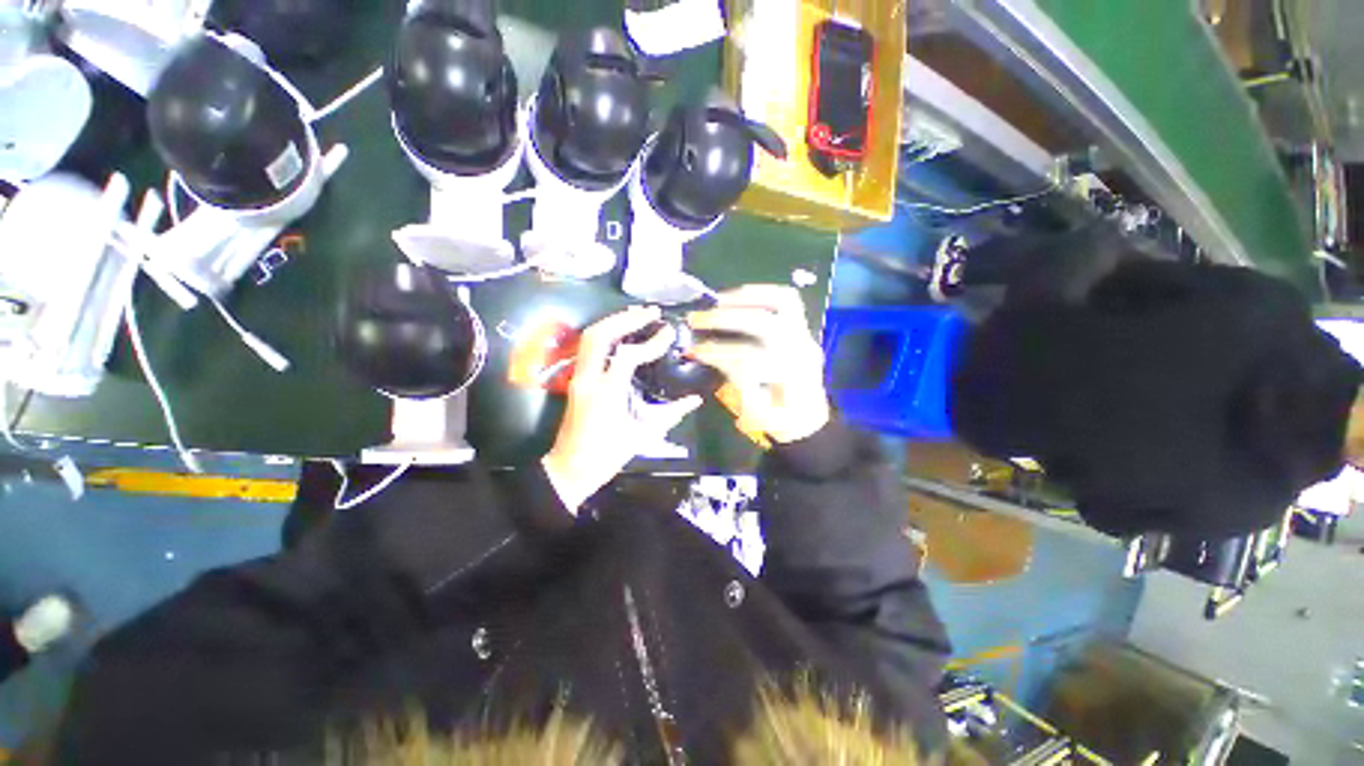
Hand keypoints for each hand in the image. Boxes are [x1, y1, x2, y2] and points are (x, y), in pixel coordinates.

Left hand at [542, 306, 702, 512]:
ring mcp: (579, 377)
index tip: (668, 333)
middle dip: (626, 319)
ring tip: (637, 314)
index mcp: (606, 393)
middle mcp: (588, 379)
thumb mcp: (643, 434)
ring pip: (590, 337)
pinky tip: (622, 331)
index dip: (651, 343)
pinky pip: (589, 347)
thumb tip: (695, 400)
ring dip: (614, 321)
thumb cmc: (608, 454)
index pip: (628, 356)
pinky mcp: (577, 379)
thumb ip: (671, 413)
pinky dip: (606, 333)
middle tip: (650, 312)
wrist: (571, 468)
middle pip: (600, 335)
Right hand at [689, 285, 830, 444]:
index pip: (748, 358)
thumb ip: (732, 382)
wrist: (808, 418)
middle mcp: (801, 352)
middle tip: (697, 318)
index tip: (694, 351)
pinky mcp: (803, 328)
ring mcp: (806, 336)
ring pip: (781, 302)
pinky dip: (760, 293)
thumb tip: (704, 354)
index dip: (717, 352)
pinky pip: (786, 300)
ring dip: (745, 297)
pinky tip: (738, 298)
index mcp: (789, 380)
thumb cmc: (779, 420)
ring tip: (717, 301)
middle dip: (725, 318)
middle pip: (763, 324)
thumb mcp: (753, 413)